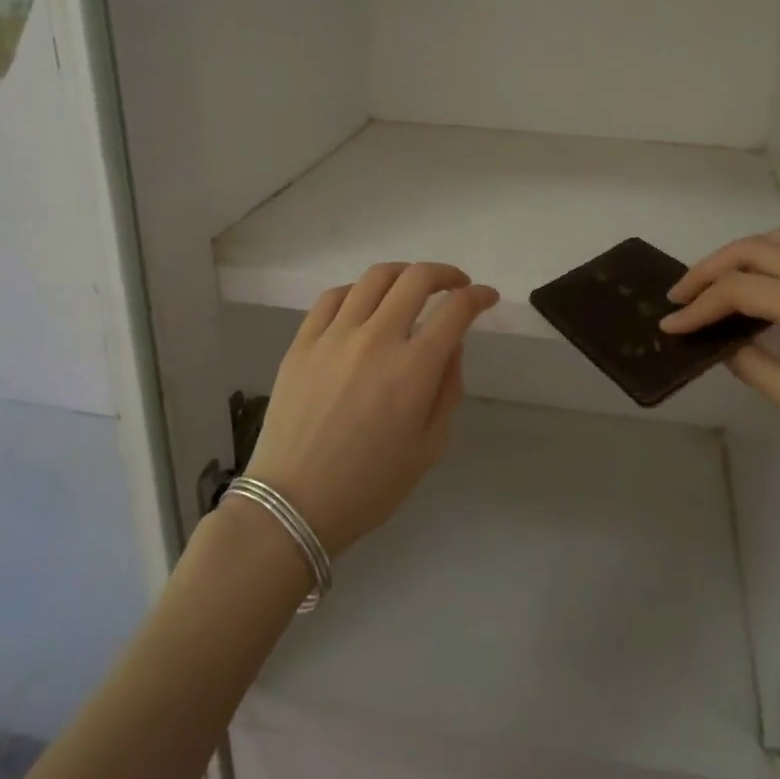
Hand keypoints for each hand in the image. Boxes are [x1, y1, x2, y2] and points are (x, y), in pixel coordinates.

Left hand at [243, 262, 498, 557]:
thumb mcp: (430, 446)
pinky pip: (333, 297)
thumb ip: (448, 389)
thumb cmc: (370, 485)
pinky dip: (358, 291)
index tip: (486, 297)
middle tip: (456, 285)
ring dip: (404, 273)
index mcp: (413, 369)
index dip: (477, 297)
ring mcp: (334, 336)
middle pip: (416, 278)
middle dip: (445, 274)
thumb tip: (450, 346)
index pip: (455, 310)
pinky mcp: (302, 342)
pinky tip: (365, 304)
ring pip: (375, 278)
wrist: (293, 504)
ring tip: (412, 287)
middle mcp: (376, 339)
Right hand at [661, 230, 779, 499]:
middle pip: (757, 249)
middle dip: (711, 268)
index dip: (700, 305)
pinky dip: (767, 262)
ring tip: (711, 287)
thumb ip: (747, 360)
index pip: (742, 289)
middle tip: (681, 296)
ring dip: (739, 257)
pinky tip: (752, 290)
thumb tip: (714, 340)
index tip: (669, 325)